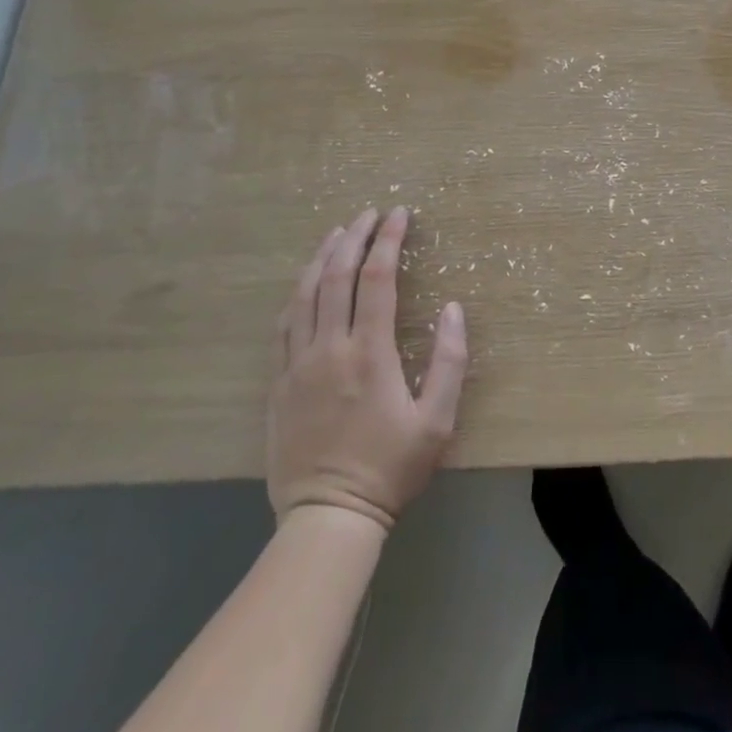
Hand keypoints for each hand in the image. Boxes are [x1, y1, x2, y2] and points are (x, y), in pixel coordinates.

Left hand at [267, 206, 467, 530]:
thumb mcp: (437, 421)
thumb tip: (454, 308)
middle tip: (371, 213)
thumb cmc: (390, 468)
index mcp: (369, 353)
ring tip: (338, 232)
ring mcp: (297, 365)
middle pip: (337, 276)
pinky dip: (297, 293)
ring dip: (322, 257)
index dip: (389, 240)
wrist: (328, 518)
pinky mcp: (278, 383)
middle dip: (355, 237)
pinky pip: (283, 324)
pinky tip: (306, 282)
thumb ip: (449, 361)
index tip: (399, 214)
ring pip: (305, 294)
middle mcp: (329, 348)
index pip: (378, 279)